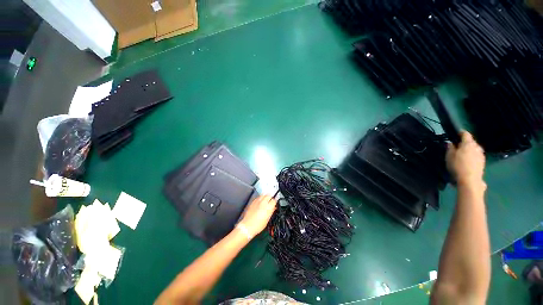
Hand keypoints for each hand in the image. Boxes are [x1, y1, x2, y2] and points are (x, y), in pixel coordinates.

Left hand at [238, 195, 276, 237]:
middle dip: (270, 198)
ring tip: (265, 201)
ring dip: (265, 197)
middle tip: (270, 202)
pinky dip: (260, 198)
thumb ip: (271, 211)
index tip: (274, 204)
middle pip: (269, 195)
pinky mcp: (252, 202)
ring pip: (263, 195)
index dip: (275, 202)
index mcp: (268, 207)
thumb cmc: (258, 225)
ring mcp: (257, 201)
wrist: (247, 226)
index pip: (274, 200)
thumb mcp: (267, 219)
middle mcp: (263, 202)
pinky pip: (258, 197)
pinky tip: (260, 202)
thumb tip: (273, 208)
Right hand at [446, 131, 485, 188]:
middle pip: (471, 141)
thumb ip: (450, 148)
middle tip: (458, 145)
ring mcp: (481, 154)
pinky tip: (468, 160)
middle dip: (465, 142)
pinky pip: (476, 155)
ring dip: (469, 149)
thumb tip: (450, 143)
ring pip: (475, 148)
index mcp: (468, 143)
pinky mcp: (482, 162)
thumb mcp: (449, 156)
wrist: (470, 180)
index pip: (466, 134)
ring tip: (463, 153)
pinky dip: (472, 155)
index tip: (456, 132)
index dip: (461, 132)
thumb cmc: (457, 166)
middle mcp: (476, 147)